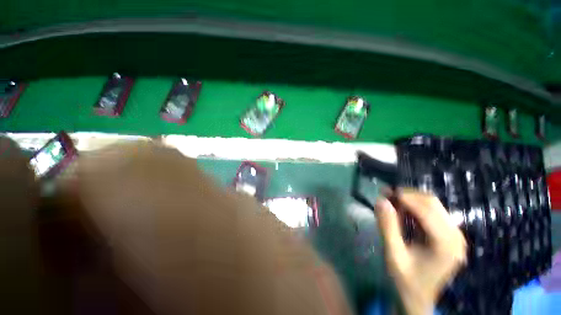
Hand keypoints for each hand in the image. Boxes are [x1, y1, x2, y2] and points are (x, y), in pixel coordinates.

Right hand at [375, 190, 466, 314]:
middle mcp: (456, 236)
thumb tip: (381, 200)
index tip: (384, 192)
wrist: (418, 297)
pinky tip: (401, 210)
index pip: (426, 210)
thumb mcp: (393, 254)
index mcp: (446, 245)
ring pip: (433, 205)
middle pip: (432, 203)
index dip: (405, 198)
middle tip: (385, 194)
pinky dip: (414, 207)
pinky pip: (432, 211)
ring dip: (410, 199)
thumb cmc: (406, 280)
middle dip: (407, 195)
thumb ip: (388, 227)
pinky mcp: (449, 234)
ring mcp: (455, 235)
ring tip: (391, 201)